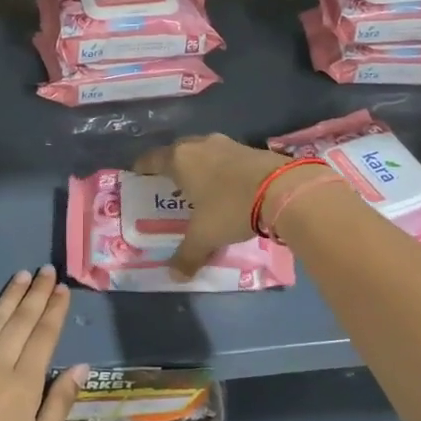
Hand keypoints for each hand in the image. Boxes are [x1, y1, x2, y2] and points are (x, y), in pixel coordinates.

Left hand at [0, 267, 85, 420]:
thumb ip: (58, 404)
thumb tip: (80, 366)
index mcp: (24, 384)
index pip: (44, 336)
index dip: (54, 311)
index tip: (62, 289)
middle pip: (20, 321)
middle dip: (36, 294)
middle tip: (46, 271)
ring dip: (8, 297)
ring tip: (22, 276)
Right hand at [135, 133, 294, 279]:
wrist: (283, 189)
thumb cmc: (231, 208)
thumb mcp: (205, 236)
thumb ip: (187, 255)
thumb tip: (175, 276)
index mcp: (180, 160)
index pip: (152, 160)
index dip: (142, 168)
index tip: (137, 175)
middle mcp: (200, 145)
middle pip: (177, 152)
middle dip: (171, 166)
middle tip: (168, 184)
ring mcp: (227, 144)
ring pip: (204, 152)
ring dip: (199, 166)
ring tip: (198, 186)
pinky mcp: (251, 148)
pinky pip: (226, 158)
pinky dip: (221, 169)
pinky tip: (226, 186)